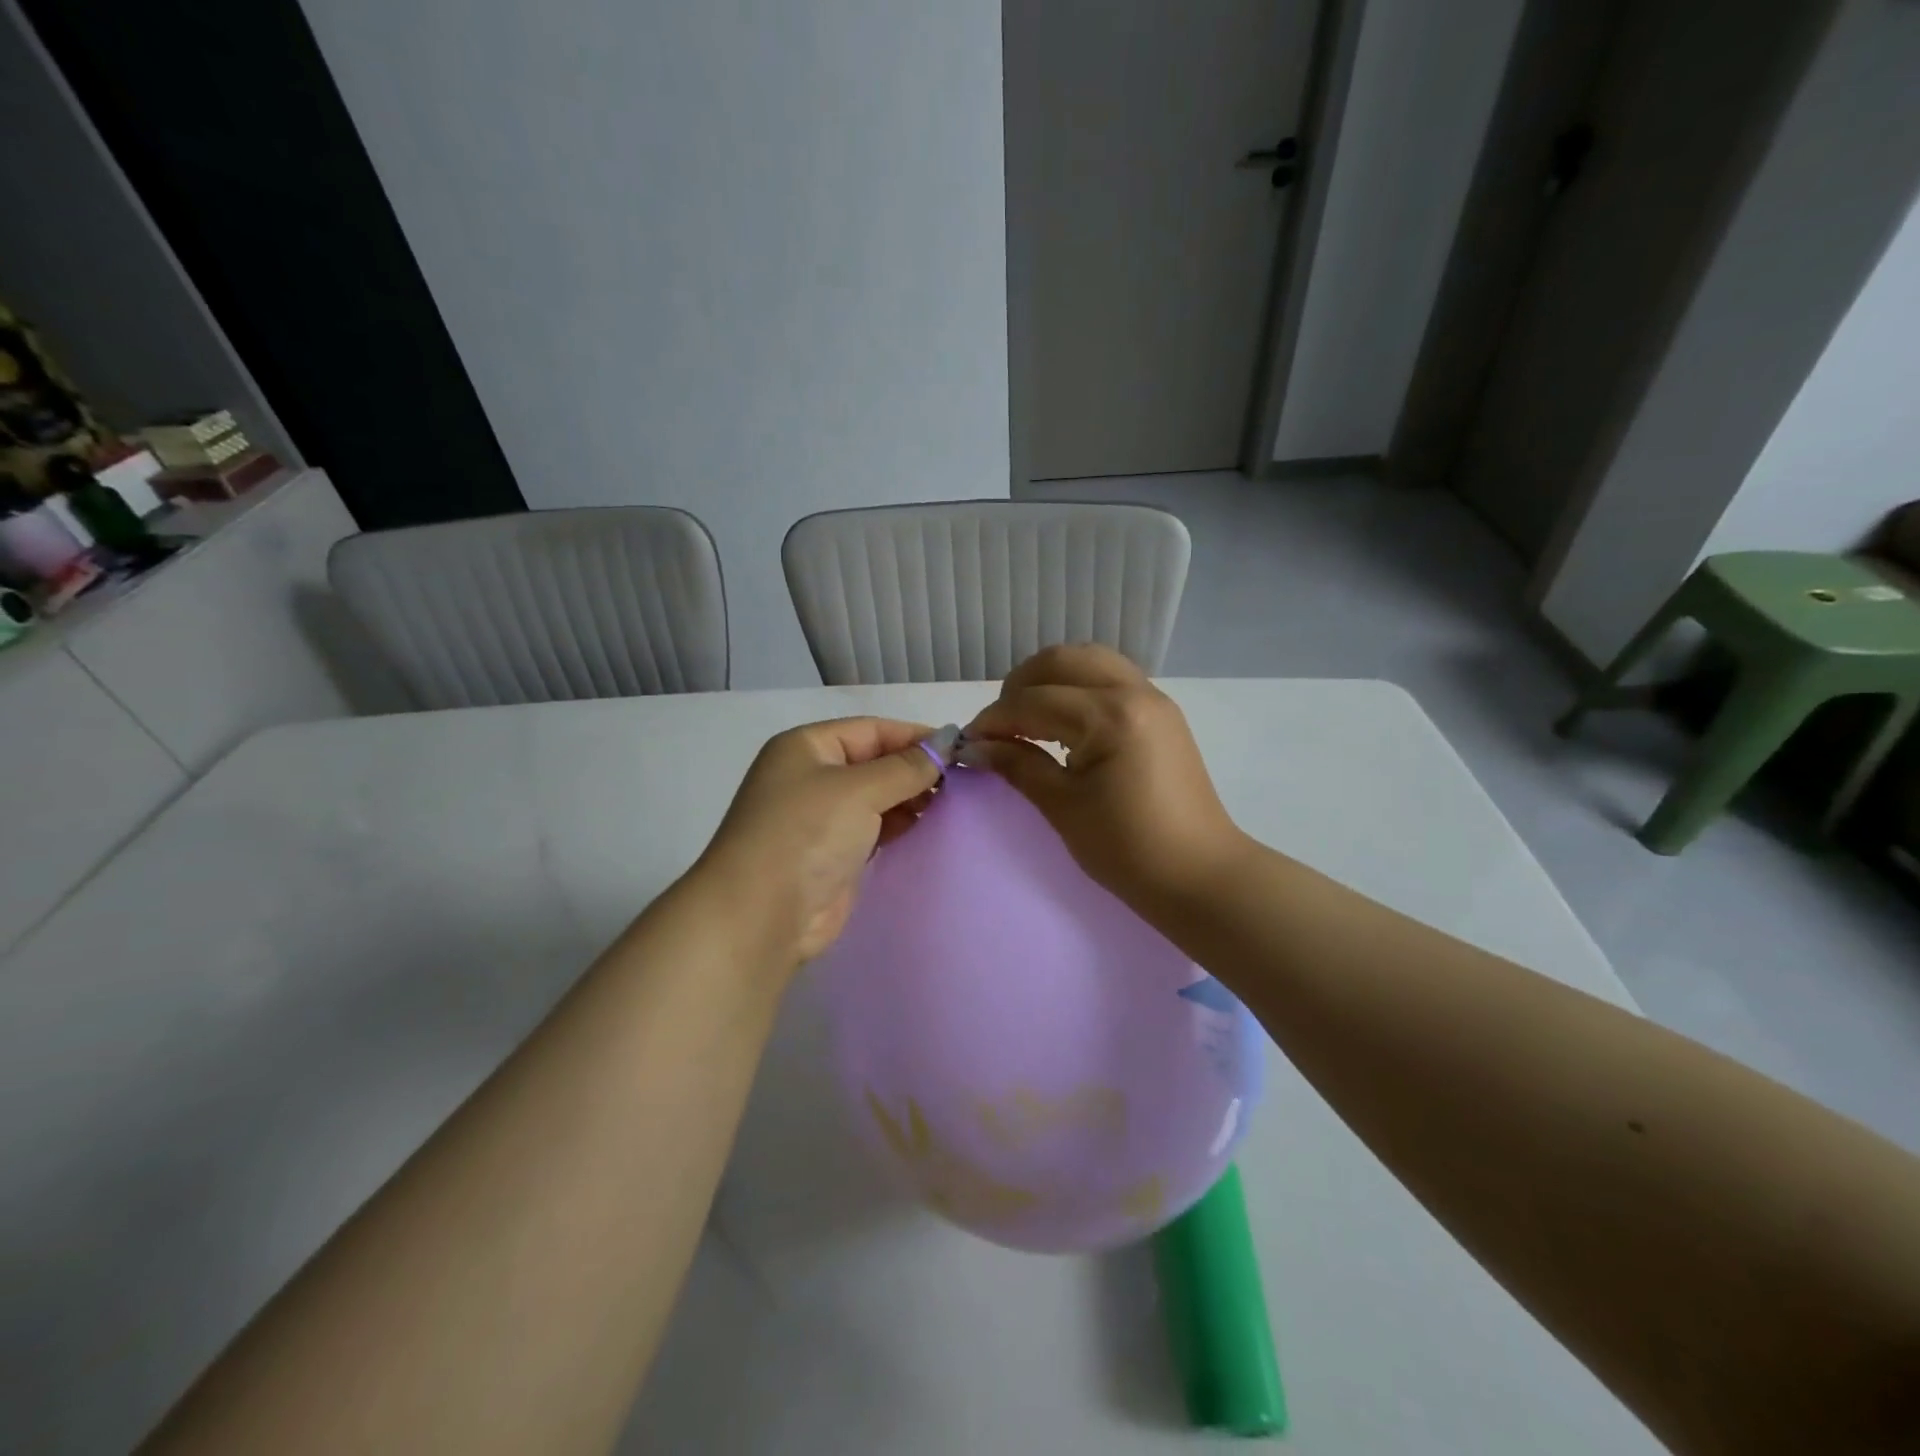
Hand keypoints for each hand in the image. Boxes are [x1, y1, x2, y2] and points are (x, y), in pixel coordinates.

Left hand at [694, 718, 941, 965]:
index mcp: (807, 747)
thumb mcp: (859, 790)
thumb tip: (946, 742)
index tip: (959, 751)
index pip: (872, 730)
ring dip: (910, 799)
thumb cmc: (806, 834)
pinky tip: (927, 828)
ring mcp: (821, 818)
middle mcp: (812, 777)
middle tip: (961, 783)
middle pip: (875, 762)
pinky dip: (899, 825)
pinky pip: (874, 829)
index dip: (914, 737)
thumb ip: (906, 767)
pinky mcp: (833, 854)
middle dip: (915, 769)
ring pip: (877, 797)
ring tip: (950, 805)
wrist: (761, 915)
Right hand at [965, 645, 1247, 908]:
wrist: (1198, 875)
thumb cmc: (1127, 849)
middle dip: (1019, 687)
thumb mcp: (1063, 807)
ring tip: (1028, 717)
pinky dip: (1078, 686)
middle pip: (1060, 661)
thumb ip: (1017, 765)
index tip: (968, 743)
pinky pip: (1110, 677)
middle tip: (999, 727)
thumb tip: (975, 746)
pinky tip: (1063, 720)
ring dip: (1050, 679)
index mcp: (1110, 716)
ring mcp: (1153, 697)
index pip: (1033, 701)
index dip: (994, 721)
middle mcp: (1133, 692)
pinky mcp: (1161, 711)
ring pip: (1088, 660)